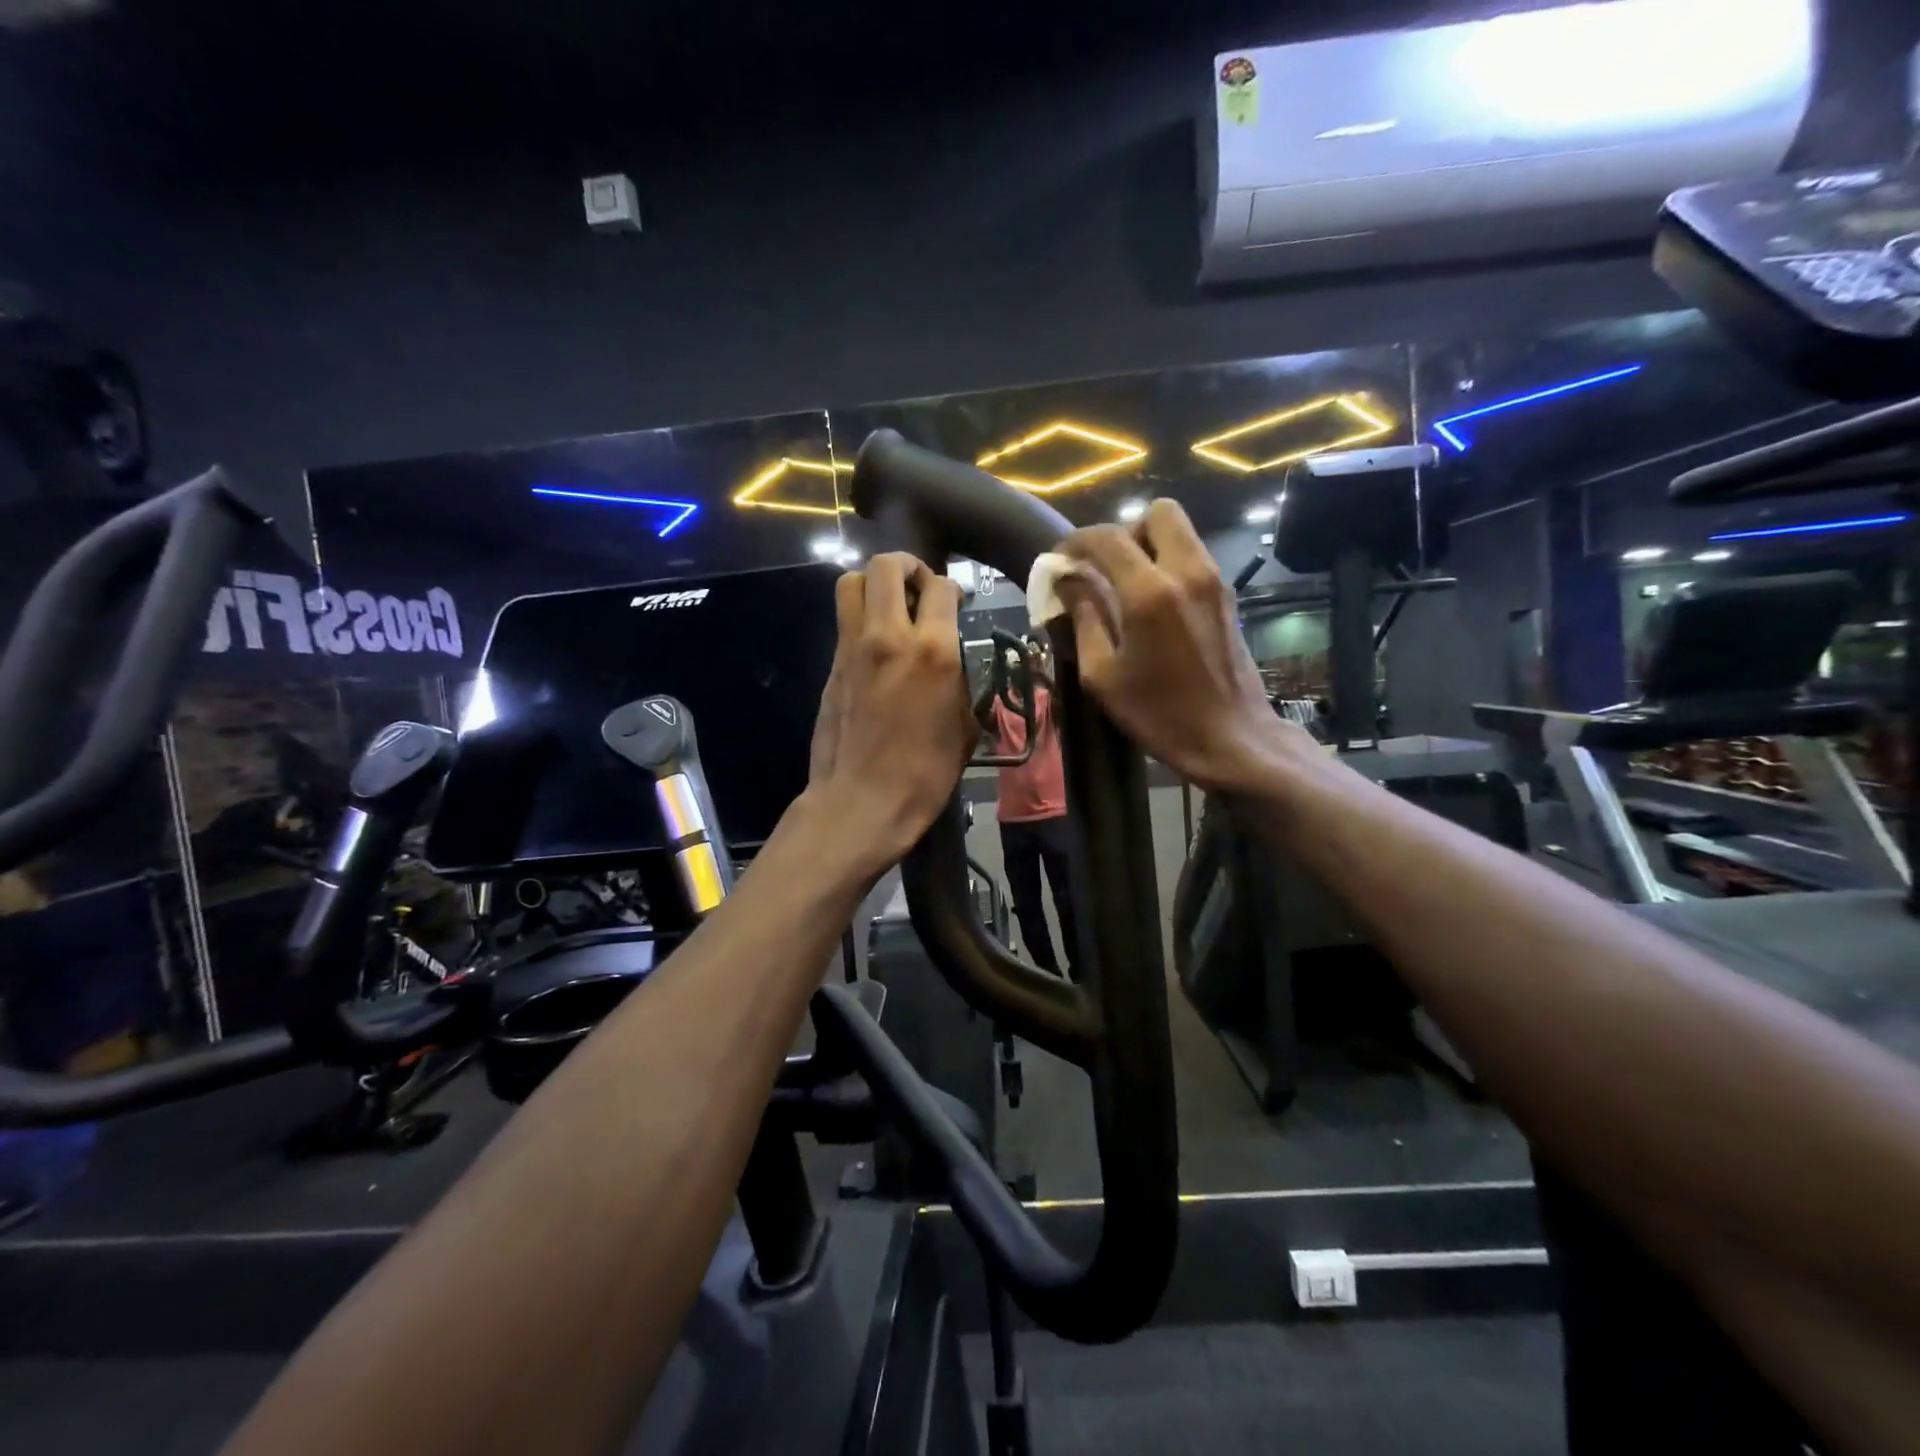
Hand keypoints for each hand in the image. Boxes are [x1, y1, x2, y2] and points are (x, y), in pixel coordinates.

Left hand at [806, 553, 975, 873]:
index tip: (954, 602)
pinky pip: (844, 621)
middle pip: (886, 566)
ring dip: (873, 582)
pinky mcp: (832, 665)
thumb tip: (952, 665)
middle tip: (919, 586)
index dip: (950, 587)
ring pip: (852, 582)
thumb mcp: (964, 728)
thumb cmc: (925, 773)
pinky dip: (860, 617)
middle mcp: (889, 636)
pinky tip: (876, 644)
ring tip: (890, 604)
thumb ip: (959, 682)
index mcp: (933, 651)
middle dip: (906, 566)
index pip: (940, 587)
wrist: (862, 801)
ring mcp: (853, 648)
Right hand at [1059, 500, 1315, 791]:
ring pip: (1180, 531)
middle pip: (1157, 513)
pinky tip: (1153, 602)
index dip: (1075, 543)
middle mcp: (1186, 572)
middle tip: (1104, 567)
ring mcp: (1213, 580)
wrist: (1231, 737)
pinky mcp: (1227, 594)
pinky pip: (1192, 555)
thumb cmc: (1159, 713)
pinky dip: (1168, 562)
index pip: (1106, 539)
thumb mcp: (1102, 675)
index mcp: (1149, 593)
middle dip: (1124, 531)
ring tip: (1125, 583)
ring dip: (1148, 545)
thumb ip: (1083, 619)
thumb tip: (1066, 583)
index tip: (1059, 561)